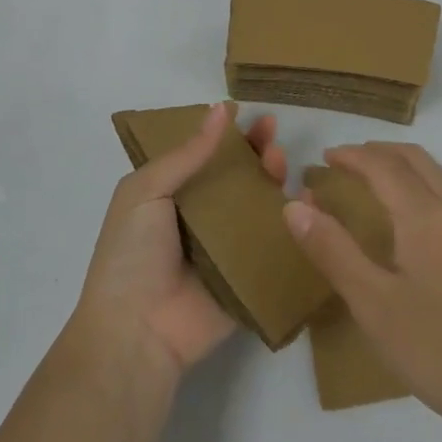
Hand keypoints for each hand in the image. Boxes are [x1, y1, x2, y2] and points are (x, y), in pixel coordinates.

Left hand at [73, 102, 286, 379]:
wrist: (136, 332)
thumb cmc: (132, 254)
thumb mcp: (146, 192)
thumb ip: (186, 154)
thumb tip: (220, 109)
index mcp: (171, 197)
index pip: (205, 157)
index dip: (228, 136)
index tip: (251, 116)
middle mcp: (200, 219)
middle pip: (236, 178)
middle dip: (256, 154)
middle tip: (273, 135)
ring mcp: (226, 250)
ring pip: (258, 208)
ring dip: (274, 182)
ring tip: (283, 164)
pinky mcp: (249, 278)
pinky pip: (273, 247)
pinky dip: (292, 225)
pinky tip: (309, 203)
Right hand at [284, 142, 441, 441]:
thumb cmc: (437, 349)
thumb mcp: (372, 304)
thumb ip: (333, 250)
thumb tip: (295, 205)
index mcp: (425, 216)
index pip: (384, 166)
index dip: (352, 156)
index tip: (323, 158)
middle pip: (416, 160)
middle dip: (378, 152)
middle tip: (345, 162)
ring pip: (438, 175)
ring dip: (403, 165)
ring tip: (373, 181)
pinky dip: (424, 184)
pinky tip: (415, 215)